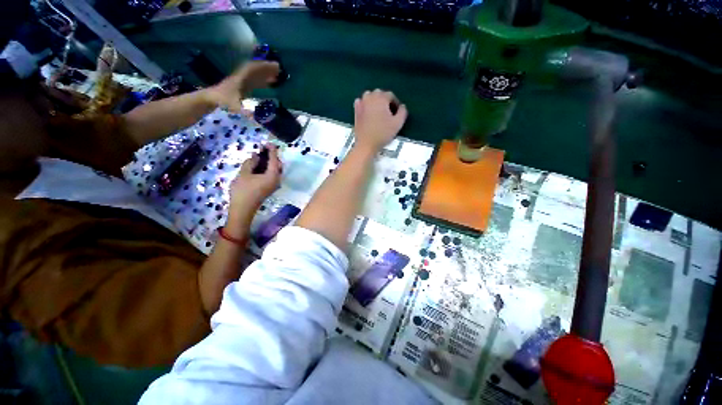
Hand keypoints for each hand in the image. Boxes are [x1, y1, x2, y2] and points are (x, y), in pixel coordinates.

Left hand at [205, 61, 280, 112]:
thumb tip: (256, 118)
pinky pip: (253, 82)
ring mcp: (241, 83)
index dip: (264, 67)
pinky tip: (268, 84)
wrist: (209, 100)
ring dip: (265, 75)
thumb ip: (244, 111)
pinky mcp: (241, 88)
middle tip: (279, 69)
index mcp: (240, 80)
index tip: (275, 66)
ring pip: (255, 76)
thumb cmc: (221, 102)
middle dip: (267, 69)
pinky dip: (262, 81)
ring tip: (277, 76)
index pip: (253, 69)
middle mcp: (241, 79)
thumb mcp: (233, 107)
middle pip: (255, 71)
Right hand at [229, 144, 281, 209]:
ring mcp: (274, 184)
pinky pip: (272, 175)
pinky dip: (267, 168)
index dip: (272, 150)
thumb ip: (251, 163)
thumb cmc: (243, 191)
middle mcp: (277, 180)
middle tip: (261, 149)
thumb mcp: (244, 174)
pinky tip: (258, 165)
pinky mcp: (270, 187)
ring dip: (269, 162)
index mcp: (273, 175)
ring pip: (275, 170)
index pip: (275, 160)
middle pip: (278, 165)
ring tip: (259, 155)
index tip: (268, 142)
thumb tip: (257, 156)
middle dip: (271, 156)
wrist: (243, 209)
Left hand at [353, 89, 407, 151]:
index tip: (397, 113)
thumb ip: (403, 112)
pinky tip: (369, 113)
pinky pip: (361, 103)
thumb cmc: (382, 134)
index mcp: (381, 98)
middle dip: (385, 102)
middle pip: (380, 94)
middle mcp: (370, 97)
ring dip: (375, 102)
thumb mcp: (398, 124)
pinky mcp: (356, 111)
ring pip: (370, 97)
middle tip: (389, 114)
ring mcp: (361, 103)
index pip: (391, 96)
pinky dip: (366, 105)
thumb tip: (402, 107)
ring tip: (379, 113)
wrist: (366, 144)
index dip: (395, 104)